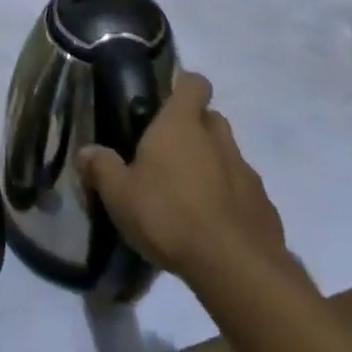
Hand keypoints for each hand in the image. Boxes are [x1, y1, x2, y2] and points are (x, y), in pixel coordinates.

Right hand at [78, 73, 303, 287]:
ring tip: (190, 196)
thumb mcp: (120, 195)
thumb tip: (86, 152)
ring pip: (229, 155)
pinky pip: (244, 192)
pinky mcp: (265, 206)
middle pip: (211, 119)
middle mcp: (218, 138)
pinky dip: (231, 200)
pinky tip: (214, 226)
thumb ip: (102, 169)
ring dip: (213, 166)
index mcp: (182, 124)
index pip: (193, 83)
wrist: (235, 267)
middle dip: (195, 129)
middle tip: (171, 154)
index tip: (169, 100)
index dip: (184, 86)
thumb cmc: (169, 215)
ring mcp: (247, 172)